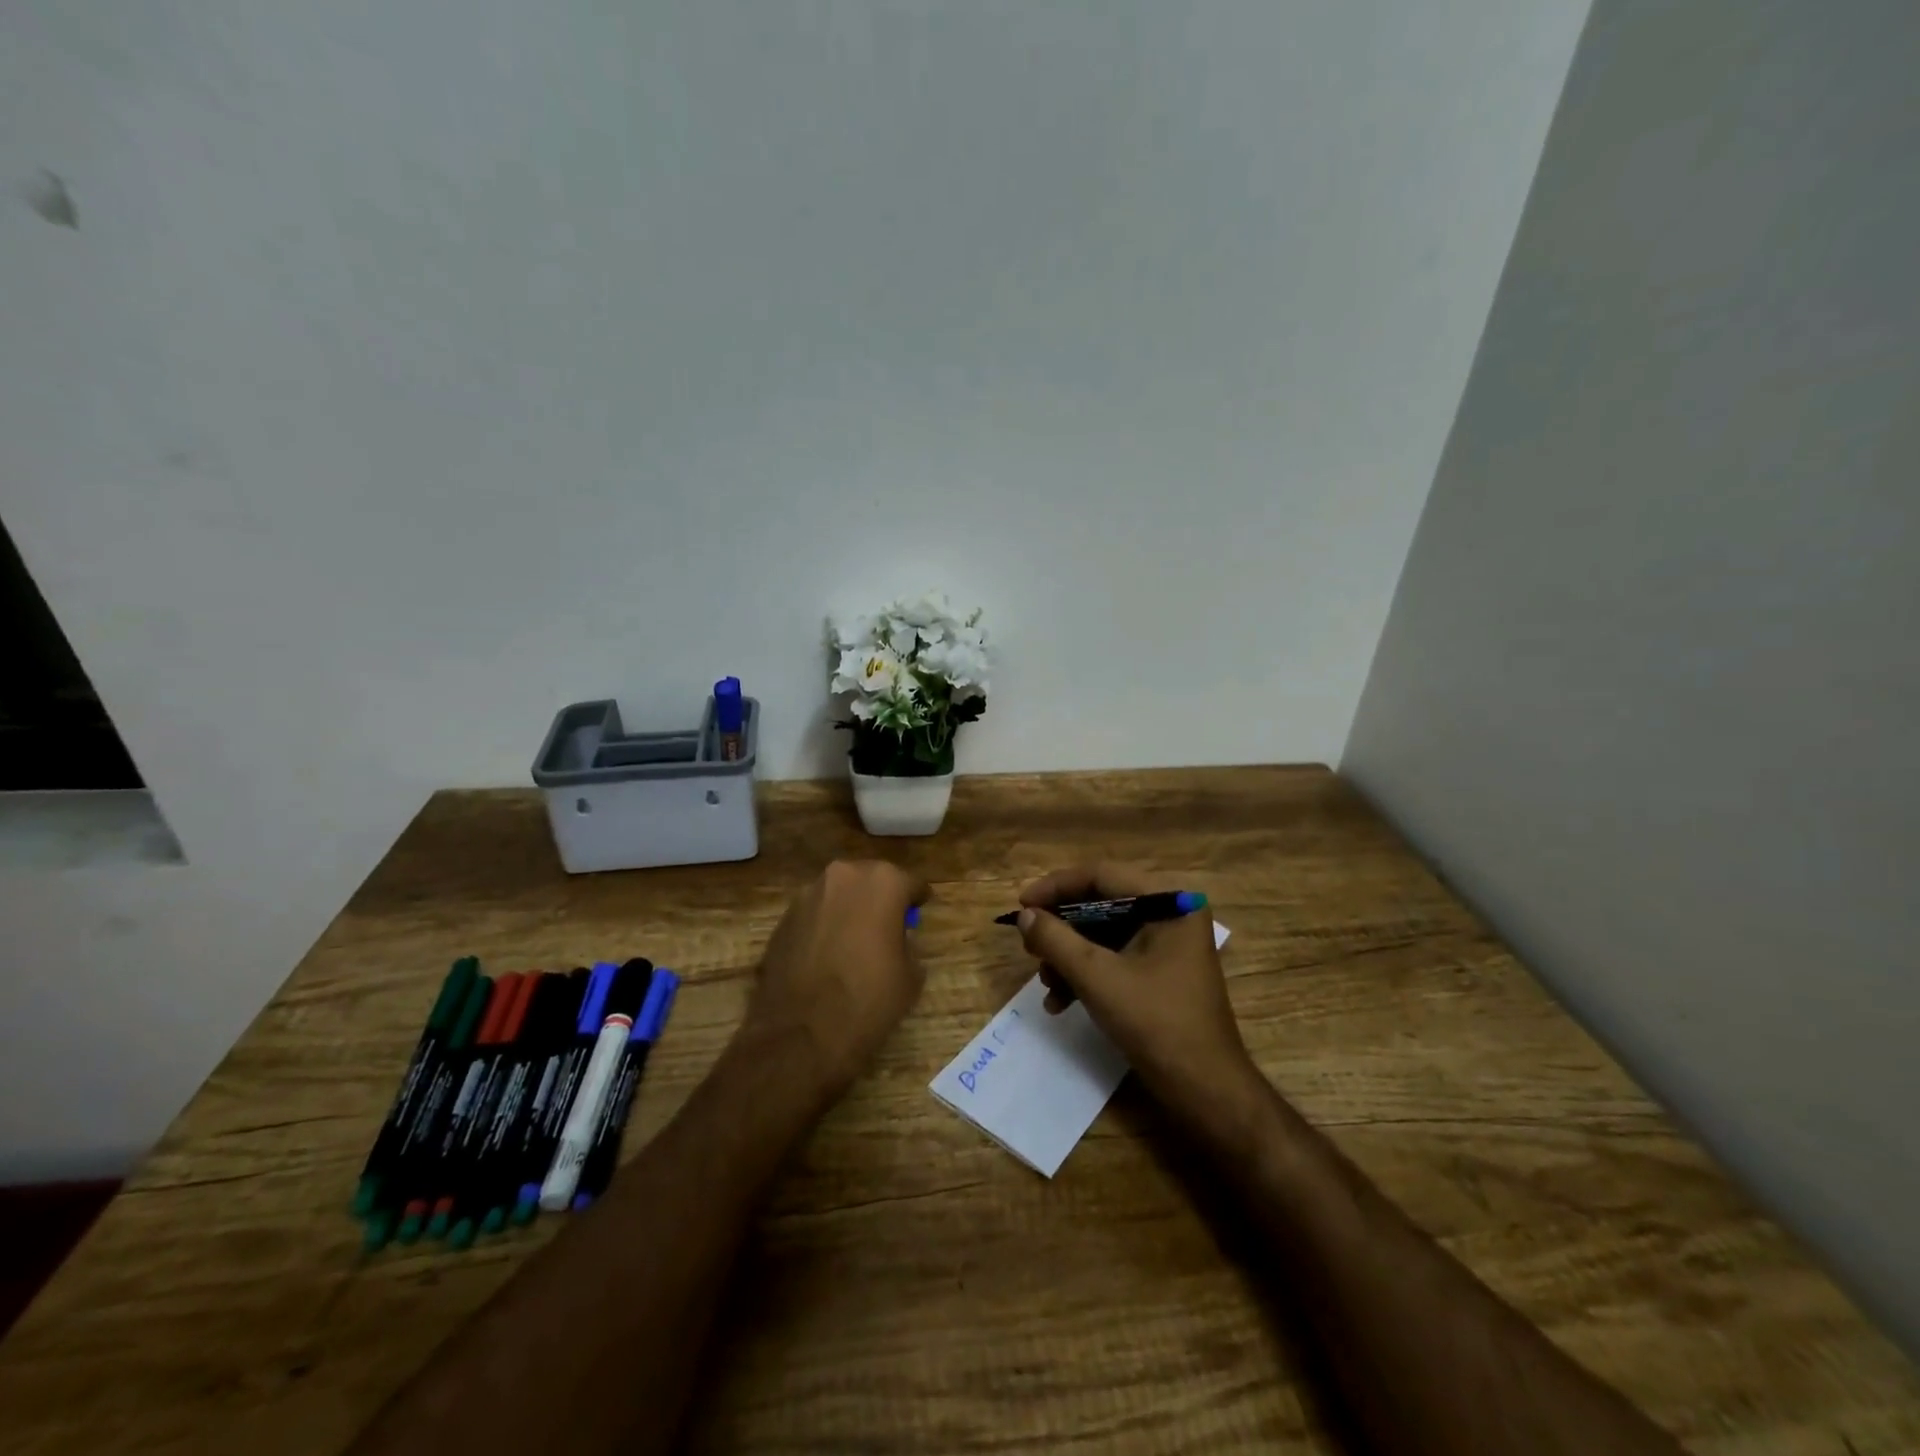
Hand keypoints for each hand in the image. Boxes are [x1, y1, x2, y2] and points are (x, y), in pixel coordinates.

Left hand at [746, 859, 930, 1095]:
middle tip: (888, 927)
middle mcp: (843, 876)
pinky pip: (815, 914)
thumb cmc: (868, 1001)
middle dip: (880, 899)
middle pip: (871, 880)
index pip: (910, 883)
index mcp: (883, 882)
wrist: (800, 1036)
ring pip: (839, 894)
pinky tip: (828, 956)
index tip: (919, 913)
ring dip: (850, 910)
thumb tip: (896, 938)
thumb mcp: (911, 975)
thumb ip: (908, 942)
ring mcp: (807, 895)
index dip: (917, 900)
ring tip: (855, 943)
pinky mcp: (783, 919)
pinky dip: (824, 927)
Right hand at [1017, 864, 1259, 1116]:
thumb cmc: (1156, 1023)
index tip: (1021, 904)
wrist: (1205, 1090)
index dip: (1056, 887)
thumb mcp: (1097, 977)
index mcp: (1169, 901)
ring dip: (1069, 956)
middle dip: (1061, 928)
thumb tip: (1025, 915)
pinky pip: (1115, 957)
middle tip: (1029, 944)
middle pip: (1101, 904)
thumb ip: (1056, 939)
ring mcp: (1168, 943)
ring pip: (1103, 934)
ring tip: (1045, 982)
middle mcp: (1172, 913)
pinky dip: (1086, 974)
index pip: (1102, 876)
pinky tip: (1060, 1001)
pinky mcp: (1160, 971)